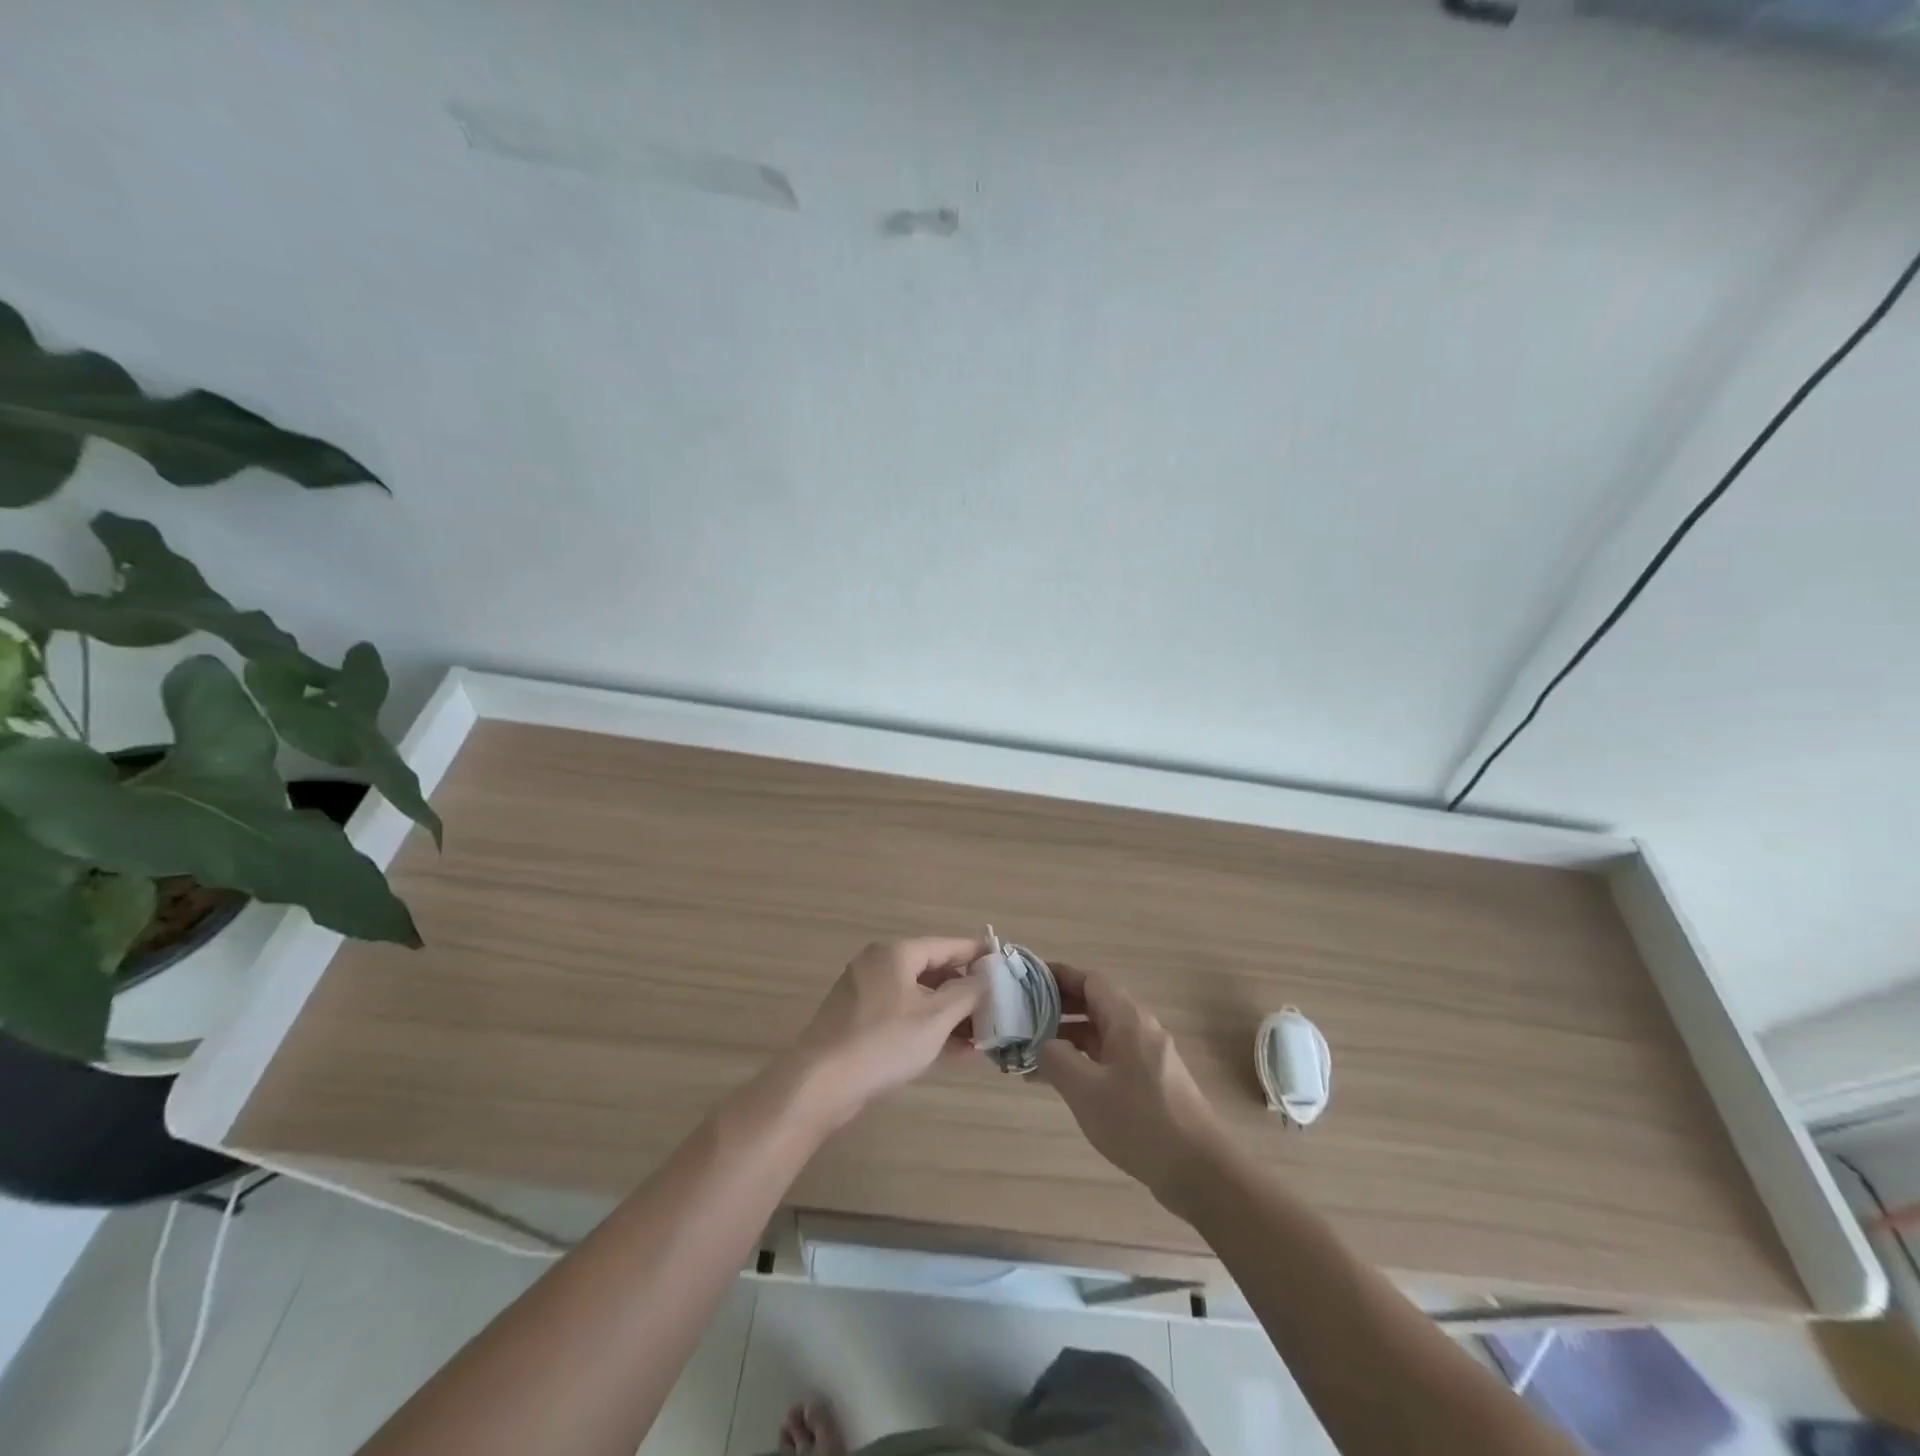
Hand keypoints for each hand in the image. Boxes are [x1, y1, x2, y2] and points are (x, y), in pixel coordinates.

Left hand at [783, 937, 986, 1131]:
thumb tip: (985, 976)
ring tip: (981, 1038)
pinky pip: (901, 1017)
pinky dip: (926, 1029)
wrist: (821, 1083)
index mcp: (896, 954)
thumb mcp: (935, 1018)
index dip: (976, 954)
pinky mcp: (857, 1023)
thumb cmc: (884, 1042)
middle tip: (996, 1009)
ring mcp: (864, 994)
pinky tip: (953, 1053)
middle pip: (931, 972)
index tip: (1002, 962)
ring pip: (917, 998)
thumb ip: (966, 993)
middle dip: (964, 993)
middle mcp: (878, 965)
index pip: (945, 945)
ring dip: (949, 1016)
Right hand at [1037, 962, 1228, 1204]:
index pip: (1089, 980)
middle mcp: (1139, 1029)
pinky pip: (1111, 1057)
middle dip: (1059, 1007)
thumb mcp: (1086, 1090)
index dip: (1059, 976)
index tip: (1029, 981)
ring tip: (1034, 1053)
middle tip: (1024, 1018)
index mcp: (1127, 1019)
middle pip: (1095, 1004)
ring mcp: (1148, 1056)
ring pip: (1102, 1034)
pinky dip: (1085, 1061)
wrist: (1200, 1170)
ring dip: (1069, 1038)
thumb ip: (1056, 1059)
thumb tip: (1043, 1044)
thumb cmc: (1139, 1121)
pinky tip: (1064, 1083)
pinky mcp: (1152, 1083)